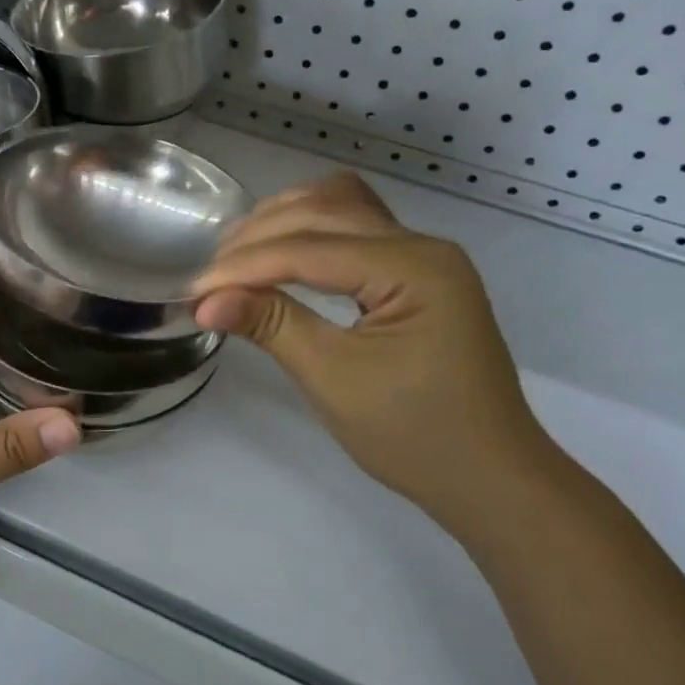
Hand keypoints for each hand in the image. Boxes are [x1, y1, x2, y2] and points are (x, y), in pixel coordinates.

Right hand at [194, 173, 558, 524]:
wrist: (490, 477)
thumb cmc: (415, 436)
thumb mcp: (334, 380)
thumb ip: (272, 325)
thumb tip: (205, 300)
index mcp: (414, 268)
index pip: (310, 248)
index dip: (245, 265)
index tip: (194, 289)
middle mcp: (423, 245)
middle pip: (324, 211)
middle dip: (259, 237)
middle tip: (211, 277)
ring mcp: (423, 256)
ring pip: (341, 207)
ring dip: (284, 223)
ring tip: (236, 258)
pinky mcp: (417, 273)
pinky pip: (355, 230)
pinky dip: (310, 233)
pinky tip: (280, 254)